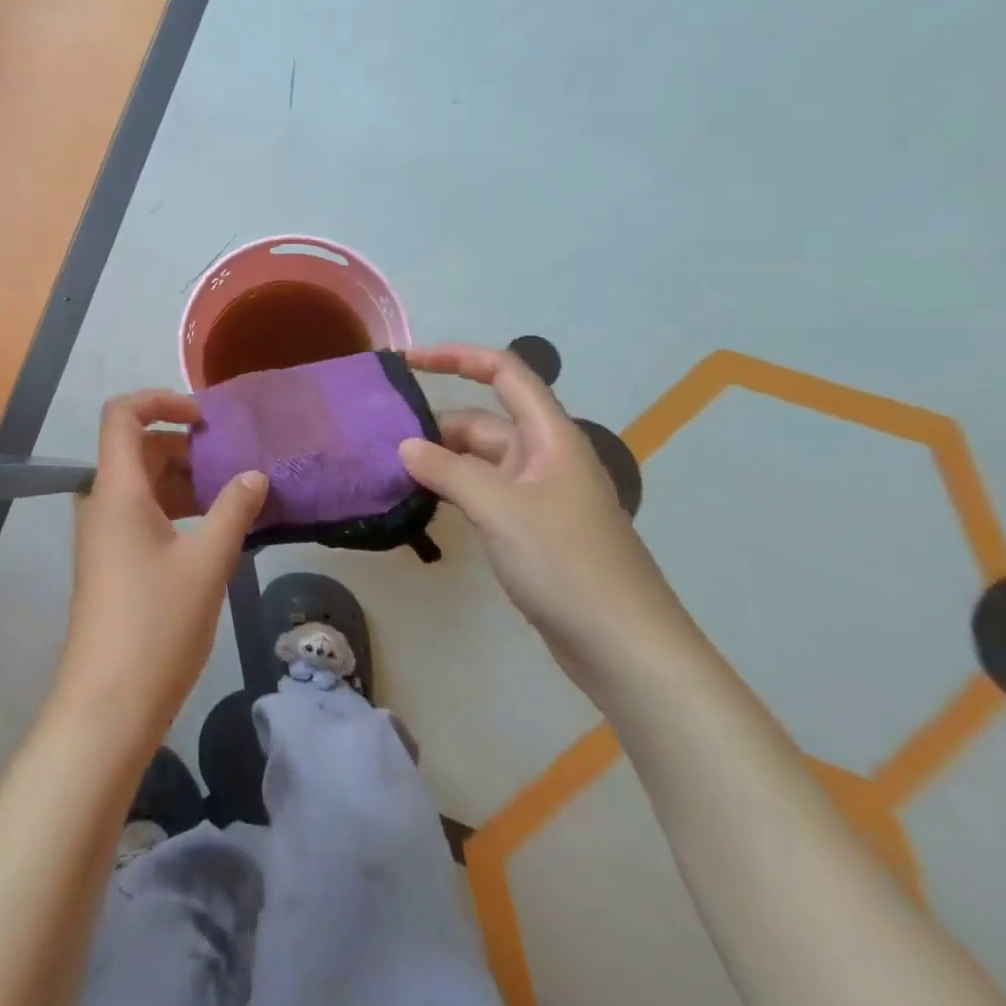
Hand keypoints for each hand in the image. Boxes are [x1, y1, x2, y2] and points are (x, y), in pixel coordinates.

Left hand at [54, 391, 267, 744]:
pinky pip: (142, 514)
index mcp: (117, 490)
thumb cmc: (156, 625)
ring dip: (186, 482)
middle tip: (235, 465)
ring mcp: (105, 533)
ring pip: (143, 484)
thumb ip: (233, 511)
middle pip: (138, 448)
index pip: (123, 414)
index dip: (162, 400)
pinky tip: (215, 530)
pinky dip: (176, 510)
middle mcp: (103, 502)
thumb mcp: (207, 563)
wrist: (108, 704)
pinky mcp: (112, 560)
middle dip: (186, 447)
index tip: (206, 420)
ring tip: (235, 497)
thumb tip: (255, 475)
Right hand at [397, 344, 699, 699]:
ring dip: (440, 463)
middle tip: (381, 445)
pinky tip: (422, 506)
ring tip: (391, 475)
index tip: (408, 363)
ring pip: (479, 462)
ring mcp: (538, 496)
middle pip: (483, 422)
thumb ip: (447, 470)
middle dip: (435, 427)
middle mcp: (545, 458)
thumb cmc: (566, 563)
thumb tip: (405, 447)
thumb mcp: (500, 508)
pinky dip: (453, 492)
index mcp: (550, 437)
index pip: (505, 373)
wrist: (625, 648)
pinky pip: (483, 494)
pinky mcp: (531, 530)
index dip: (457, 357)